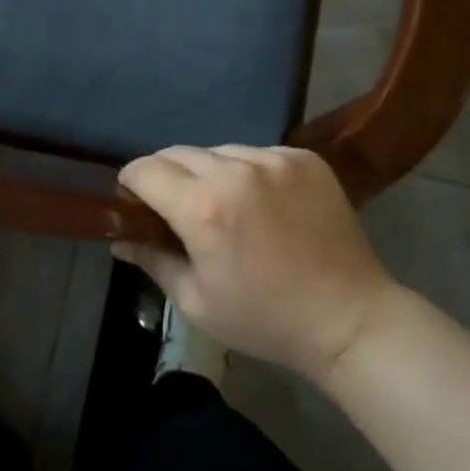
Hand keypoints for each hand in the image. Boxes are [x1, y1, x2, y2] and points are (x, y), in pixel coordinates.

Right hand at [114, 145, 398, 383]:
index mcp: (204, 207)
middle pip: (179, 153)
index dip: (131, 184)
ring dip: (210, 172)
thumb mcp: (198, 303)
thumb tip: (119, 237)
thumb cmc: (266, 320)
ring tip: (226, 206)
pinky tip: (264, 203)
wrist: (350, 319)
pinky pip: (258, 153)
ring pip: (219, 151)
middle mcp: (236, 170)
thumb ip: (153, 260)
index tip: (134, 202)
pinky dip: (250, 171)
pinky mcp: (304, 157)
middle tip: (176, 209)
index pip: (146, 169)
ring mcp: (274, 158)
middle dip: (167, 175)